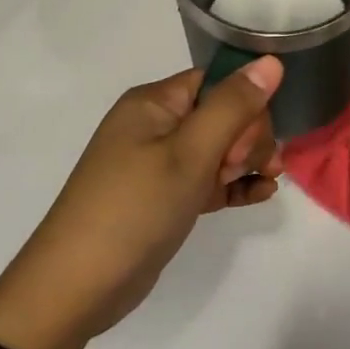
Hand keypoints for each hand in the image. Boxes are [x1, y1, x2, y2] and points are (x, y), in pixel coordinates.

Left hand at [0, 57, 284, 348]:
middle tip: (242, 168)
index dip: (245, 105)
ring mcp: (160, 164)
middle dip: (248, 138)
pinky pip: (210, 180)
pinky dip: (235, 185)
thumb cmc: (135, 208)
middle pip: (223, 114)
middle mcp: (156, 126)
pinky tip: (262, 195)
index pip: (216, 82)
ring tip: (264, 184)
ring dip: (247, 162)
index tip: (253, 139)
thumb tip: (272, 60)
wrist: (77, 288)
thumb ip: (233, 106)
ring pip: (221, 148)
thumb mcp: (190, 153)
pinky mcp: (166, 198)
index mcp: (154, 103)